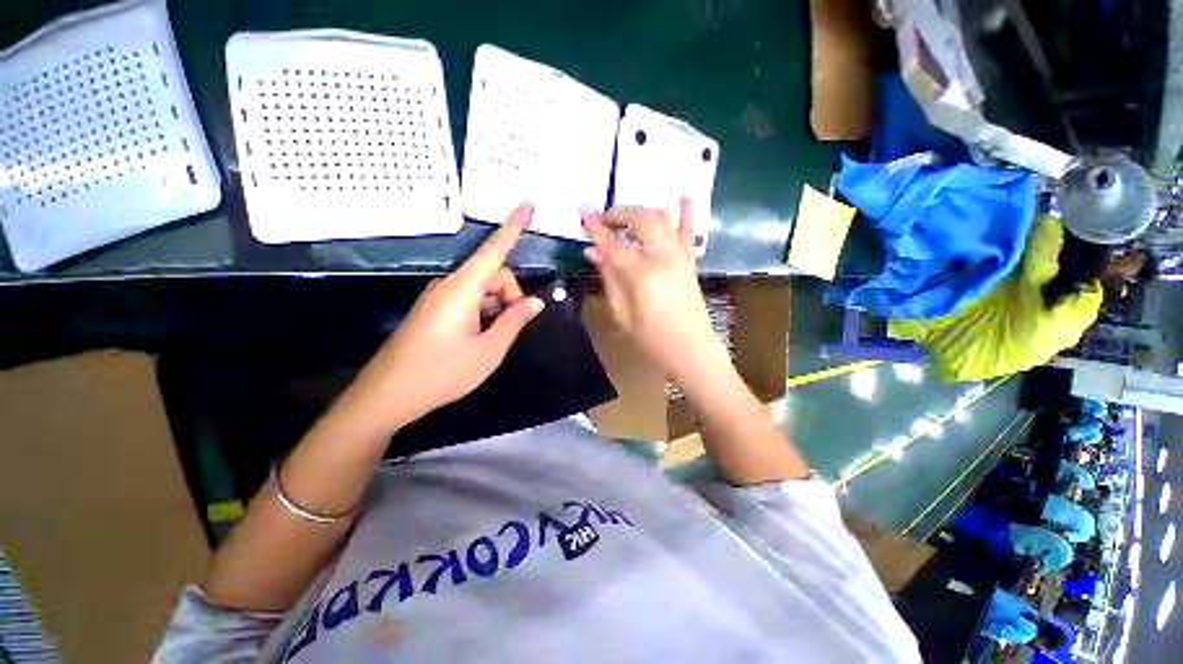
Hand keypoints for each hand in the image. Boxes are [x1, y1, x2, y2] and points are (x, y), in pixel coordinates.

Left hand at [340, 202, 543, 435]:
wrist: (388, 395)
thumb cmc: (442, 373)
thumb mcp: (488, 350)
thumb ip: (514, 321)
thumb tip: (536, 302)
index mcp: (462, 289)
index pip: (495, 250)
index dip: (513, 226)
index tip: (527, 203)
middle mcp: (450, 286)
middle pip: (493, 275)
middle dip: (511, 295)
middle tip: (513, 326)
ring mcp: (440, 298)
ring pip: (483, 289)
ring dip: (498, 307)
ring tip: (494, 339)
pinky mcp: (435, 310)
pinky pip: (469, 300)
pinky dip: (484, 313)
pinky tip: (481, 338)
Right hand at [581, 199, 722, 385]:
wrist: (691, 350)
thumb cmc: (651, 339)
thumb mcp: (622, 313)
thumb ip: (609, 278)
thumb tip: (592, 251)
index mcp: (640, 274)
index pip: (612, 243)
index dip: (595, 227)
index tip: (582, 211)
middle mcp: (662, 257)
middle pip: (639, 219)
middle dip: (619, 213)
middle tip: (603, 221)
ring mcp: (680, 256)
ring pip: (661, 217)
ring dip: (641, 210)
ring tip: (625, 217)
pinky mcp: (690, 260)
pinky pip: (689, 229)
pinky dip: (686, 211)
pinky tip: (683, 194)